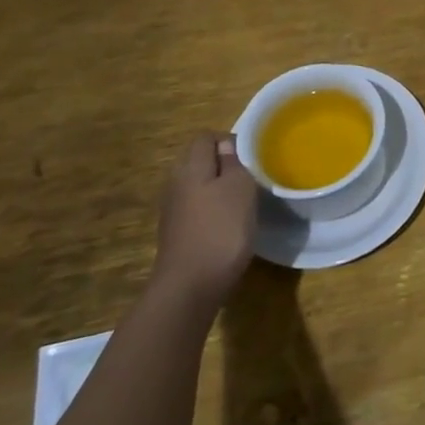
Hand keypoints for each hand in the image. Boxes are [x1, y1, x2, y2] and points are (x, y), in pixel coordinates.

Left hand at [152, 134, 256, 314]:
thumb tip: (227, 147)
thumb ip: (234, 162)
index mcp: (190, 167)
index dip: (229, 141)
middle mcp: (176, 183)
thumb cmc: (221, 229)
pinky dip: (213, 212)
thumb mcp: (240, 188)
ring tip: (244, 203)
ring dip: (220, 190)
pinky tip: (229, 226)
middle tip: (251, 178)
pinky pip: (198, 209)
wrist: (190, 287)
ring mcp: (173, 210)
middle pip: (200, 161)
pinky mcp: (177, 233)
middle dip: (225, 165)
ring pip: (199, 186)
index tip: (251, 157)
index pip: (206, 137)